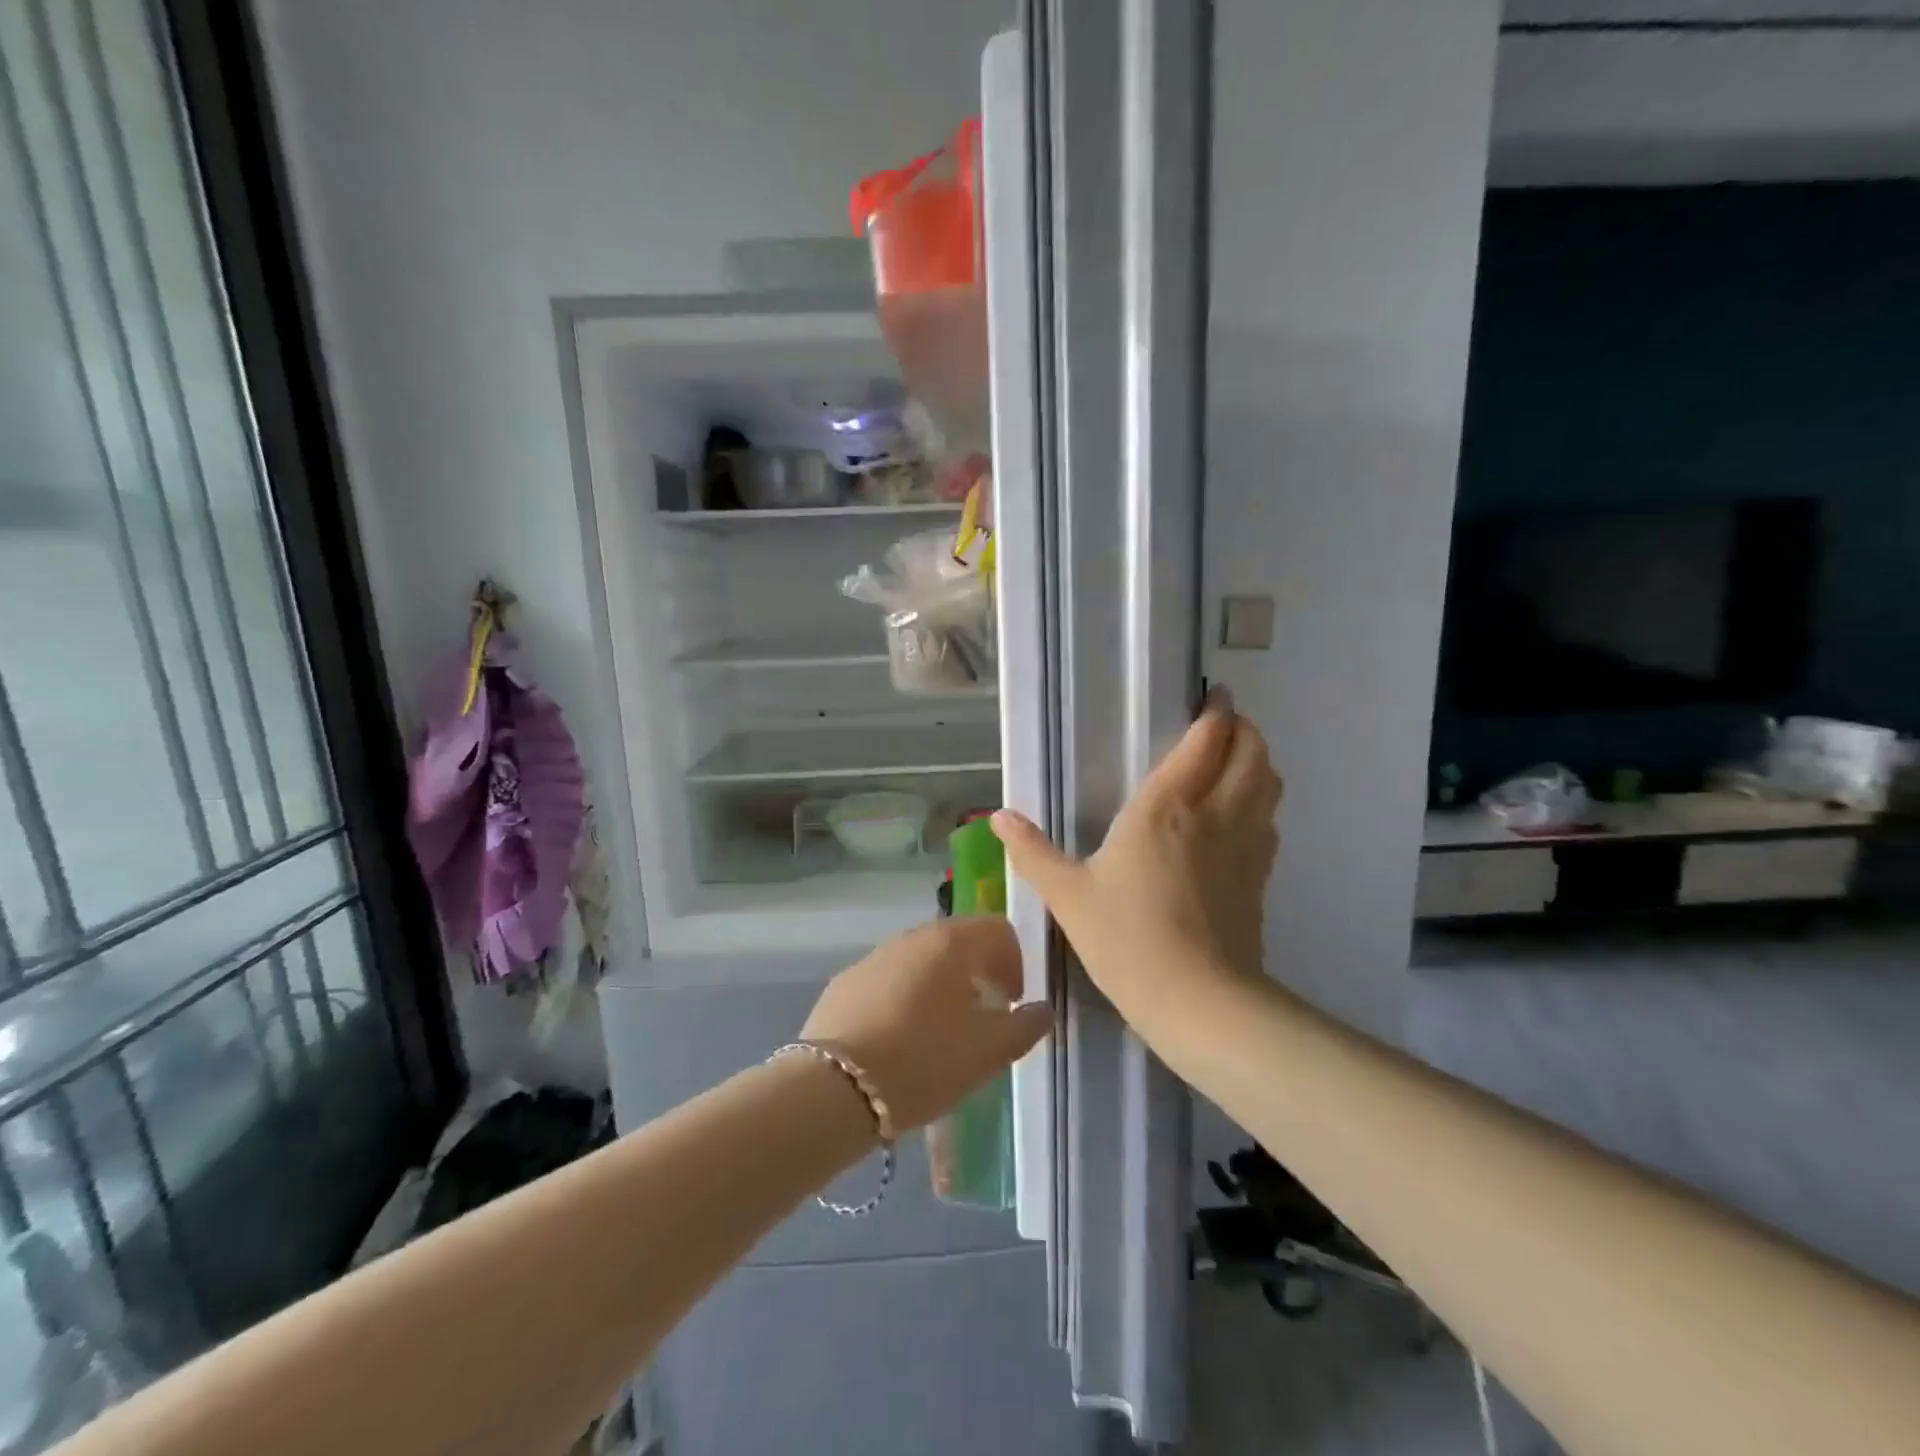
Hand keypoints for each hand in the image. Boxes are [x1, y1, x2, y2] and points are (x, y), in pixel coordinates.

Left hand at [801, 918, 1050, 1131]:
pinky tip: (898, 1040)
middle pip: (957, 941)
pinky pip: (888, 981)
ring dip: (940, 986)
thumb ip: (1024, 1026)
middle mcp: (911, 937)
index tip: (1012, 1002)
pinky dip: (904, 999)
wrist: (835, 1088)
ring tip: (940, 1033)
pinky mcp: (844, 983)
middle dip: (977, 972)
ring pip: (920, 961)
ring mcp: (873, 957)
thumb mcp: (989, 1051)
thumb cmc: (924, 1061)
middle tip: (982, 1017)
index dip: (1015, 961)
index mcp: (951, 942)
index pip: (998, 928)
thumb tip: (1041, 1010)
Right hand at [991, 690, 1281, 1027]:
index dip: (1215, 713)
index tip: (1214, 697)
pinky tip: (1241, 819)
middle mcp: (1214, 814)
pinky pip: (1269, 823)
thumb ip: (1033, 852)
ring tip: (1236, 762)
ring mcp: (1245, 846)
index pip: (1205, 742)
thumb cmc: (1127, 939)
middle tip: (1224, 725)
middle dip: (1244, 730)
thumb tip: (998, 816)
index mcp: (1166, 808)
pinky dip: (1262, 804)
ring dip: (1259, 762)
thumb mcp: (1068, 896)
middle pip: (1252, 753)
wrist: (1198, 1001)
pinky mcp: (1260, 879)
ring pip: (1270, 784)